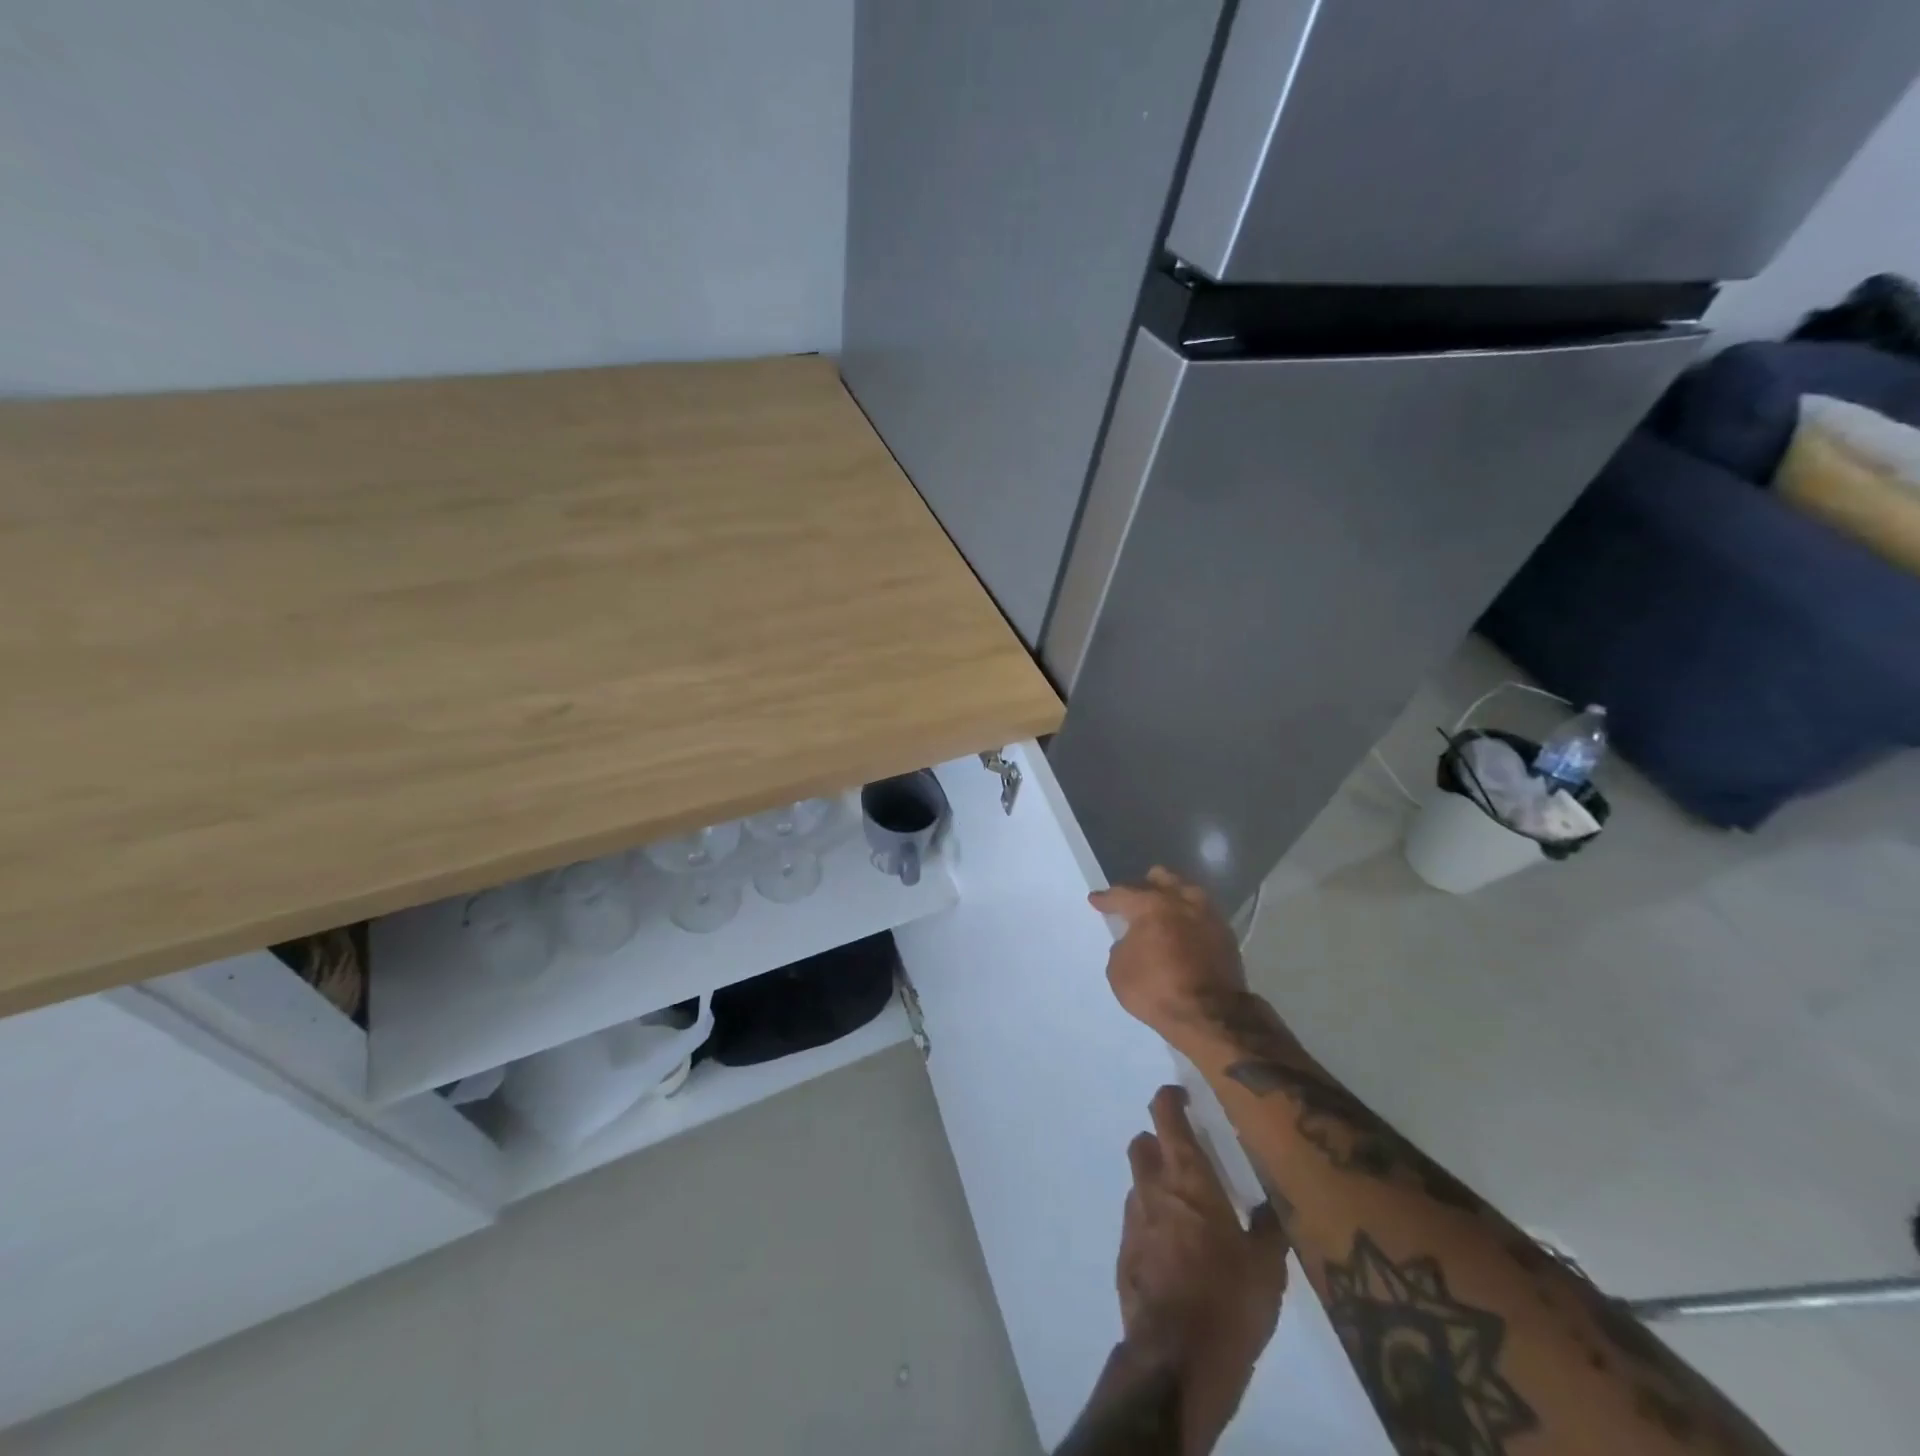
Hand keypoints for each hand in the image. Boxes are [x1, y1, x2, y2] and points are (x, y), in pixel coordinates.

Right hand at [1090, 868, 1250, 1051]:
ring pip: (1186, 890)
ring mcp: (1208, 915)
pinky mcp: (1226, 934)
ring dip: (1171, 896)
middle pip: (1160, 878)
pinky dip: (1189, 917)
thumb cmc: (1157, 991)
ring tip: (1162, 910)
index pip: (1122, 894)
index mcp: (1151, 906)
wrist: (1212, 1016)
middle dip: (1144, 885)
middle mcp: (1181, 901)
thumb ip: (1122, 947)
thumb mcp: (1119, 971)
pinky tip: (1183, 929)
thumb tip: (1134, 942)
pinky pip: (1202, 913)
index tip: (1096, 900)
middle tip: (1133, 899)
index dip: (1106, 898)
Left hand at [1119, 1085, 1289, 1451]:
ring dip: (1157, 1187)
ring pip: (1139, 1184)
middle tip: (1189, 1160)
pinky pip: (1137, 1224)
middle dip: (1160, 1143)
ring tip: (1190, 1216)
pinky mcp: (1124, 1254)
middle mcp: (1153, 1187)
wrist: (1176, 1359)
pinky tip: (1178, 1256)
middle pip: (1143, 1144)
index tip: (1182, 1096)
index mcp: (1187, 1178)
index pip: (1165, 1115)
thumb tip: (1274, 1204)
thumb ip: (1269, 1228)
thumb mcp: (1266, 1267)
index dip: (1169, 1098)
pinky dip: (1153, 1225)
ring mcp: (1133, 1220)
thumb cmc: (1228, 1301)